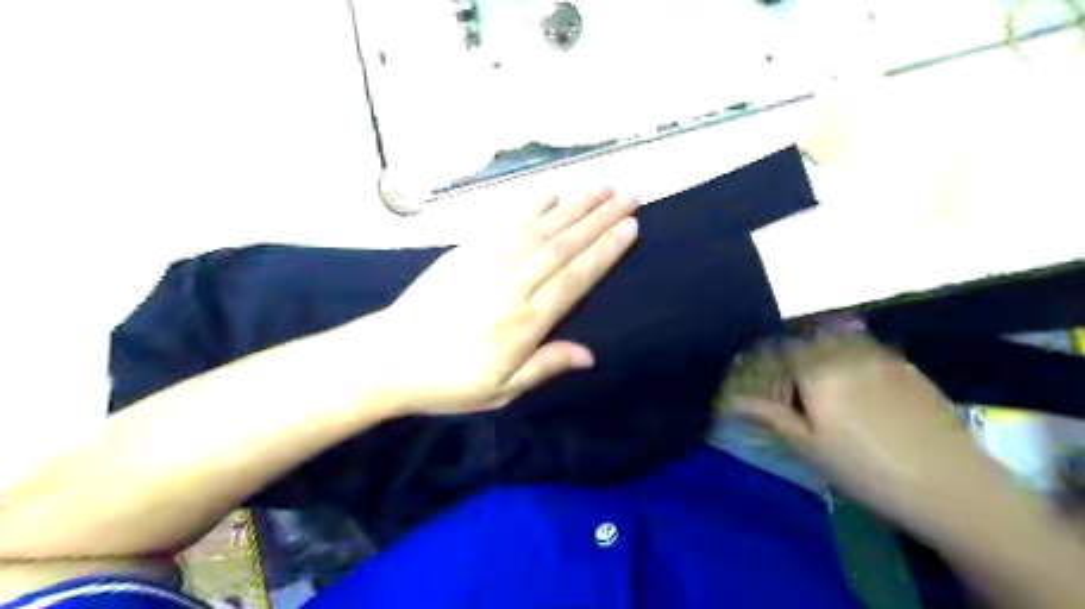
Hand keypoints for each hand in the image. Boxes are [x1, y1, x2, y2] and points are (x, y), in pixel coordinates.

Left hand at [379, 187, 637, 416]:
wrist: (389, 357)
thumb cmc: (448, 380)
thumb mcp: (501, 390)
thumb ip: (545, 366)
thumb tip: (590, 356)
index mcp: (525, 321)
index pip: (576, 277)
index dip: (605, 251)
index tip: (630, 226)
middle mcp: (513, 283)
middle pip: (565, 245)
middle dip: (600, 217)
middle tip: (629, 193)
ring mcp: (488, 261)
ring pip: (541, 227)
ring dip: (574, 204)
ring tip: (602, 185)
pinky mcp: (468, 251)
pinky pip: (506, 222)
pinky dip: (531, 205)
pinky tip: (550, 192)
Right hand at [732, 336, 993, 525]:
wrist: (952, 486)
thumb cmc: (865, 470)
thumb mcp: (808, 447)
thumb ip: (770, 416)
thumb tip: (732, 401)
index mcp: (817, 371)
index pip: (780, 353)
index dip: (769, 368)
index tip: (769, 391)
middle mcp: (846, 353)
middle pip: (808, 341)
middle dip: (796, 357)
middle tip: (797, 389)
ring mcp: (881, 356)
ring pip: (838, 341)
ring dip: (823, 354)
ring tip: (827, 387)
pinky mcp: (907, 365)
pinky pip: (867, 350)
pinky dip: (852, 359)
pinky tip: (861, 390)